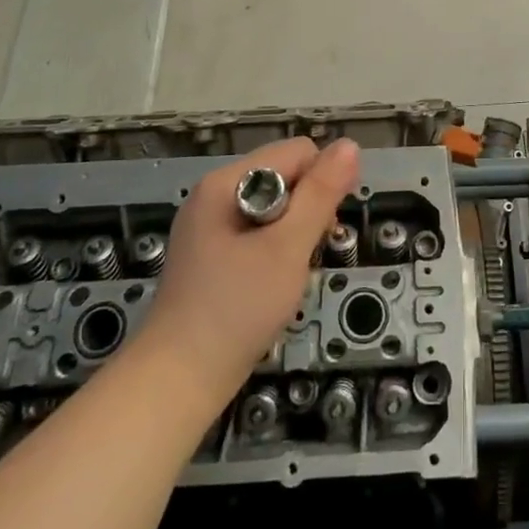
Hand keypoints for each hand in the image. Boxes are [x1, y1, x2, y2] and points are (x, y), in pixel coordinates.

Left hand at [140, 137, 359, 404]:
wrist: (178, 382)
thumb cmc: (237, 310)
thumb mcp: (288, 248)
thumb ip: (321, 194)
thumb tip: (350, 145)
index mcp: (226, 182)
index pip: (297, 153)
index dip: (320, 185)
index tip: (320, 232)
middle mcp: (214, 194)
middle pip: (285, 176)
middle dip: (306, 211)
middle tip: (302, 258)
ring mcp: (208, 225)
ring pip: (275, 207)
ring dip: (292, 235)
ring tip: (286, 275)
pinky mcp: (209, 254)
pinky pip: (257, 232)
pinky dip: (274, 251)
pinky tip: (269, 285)